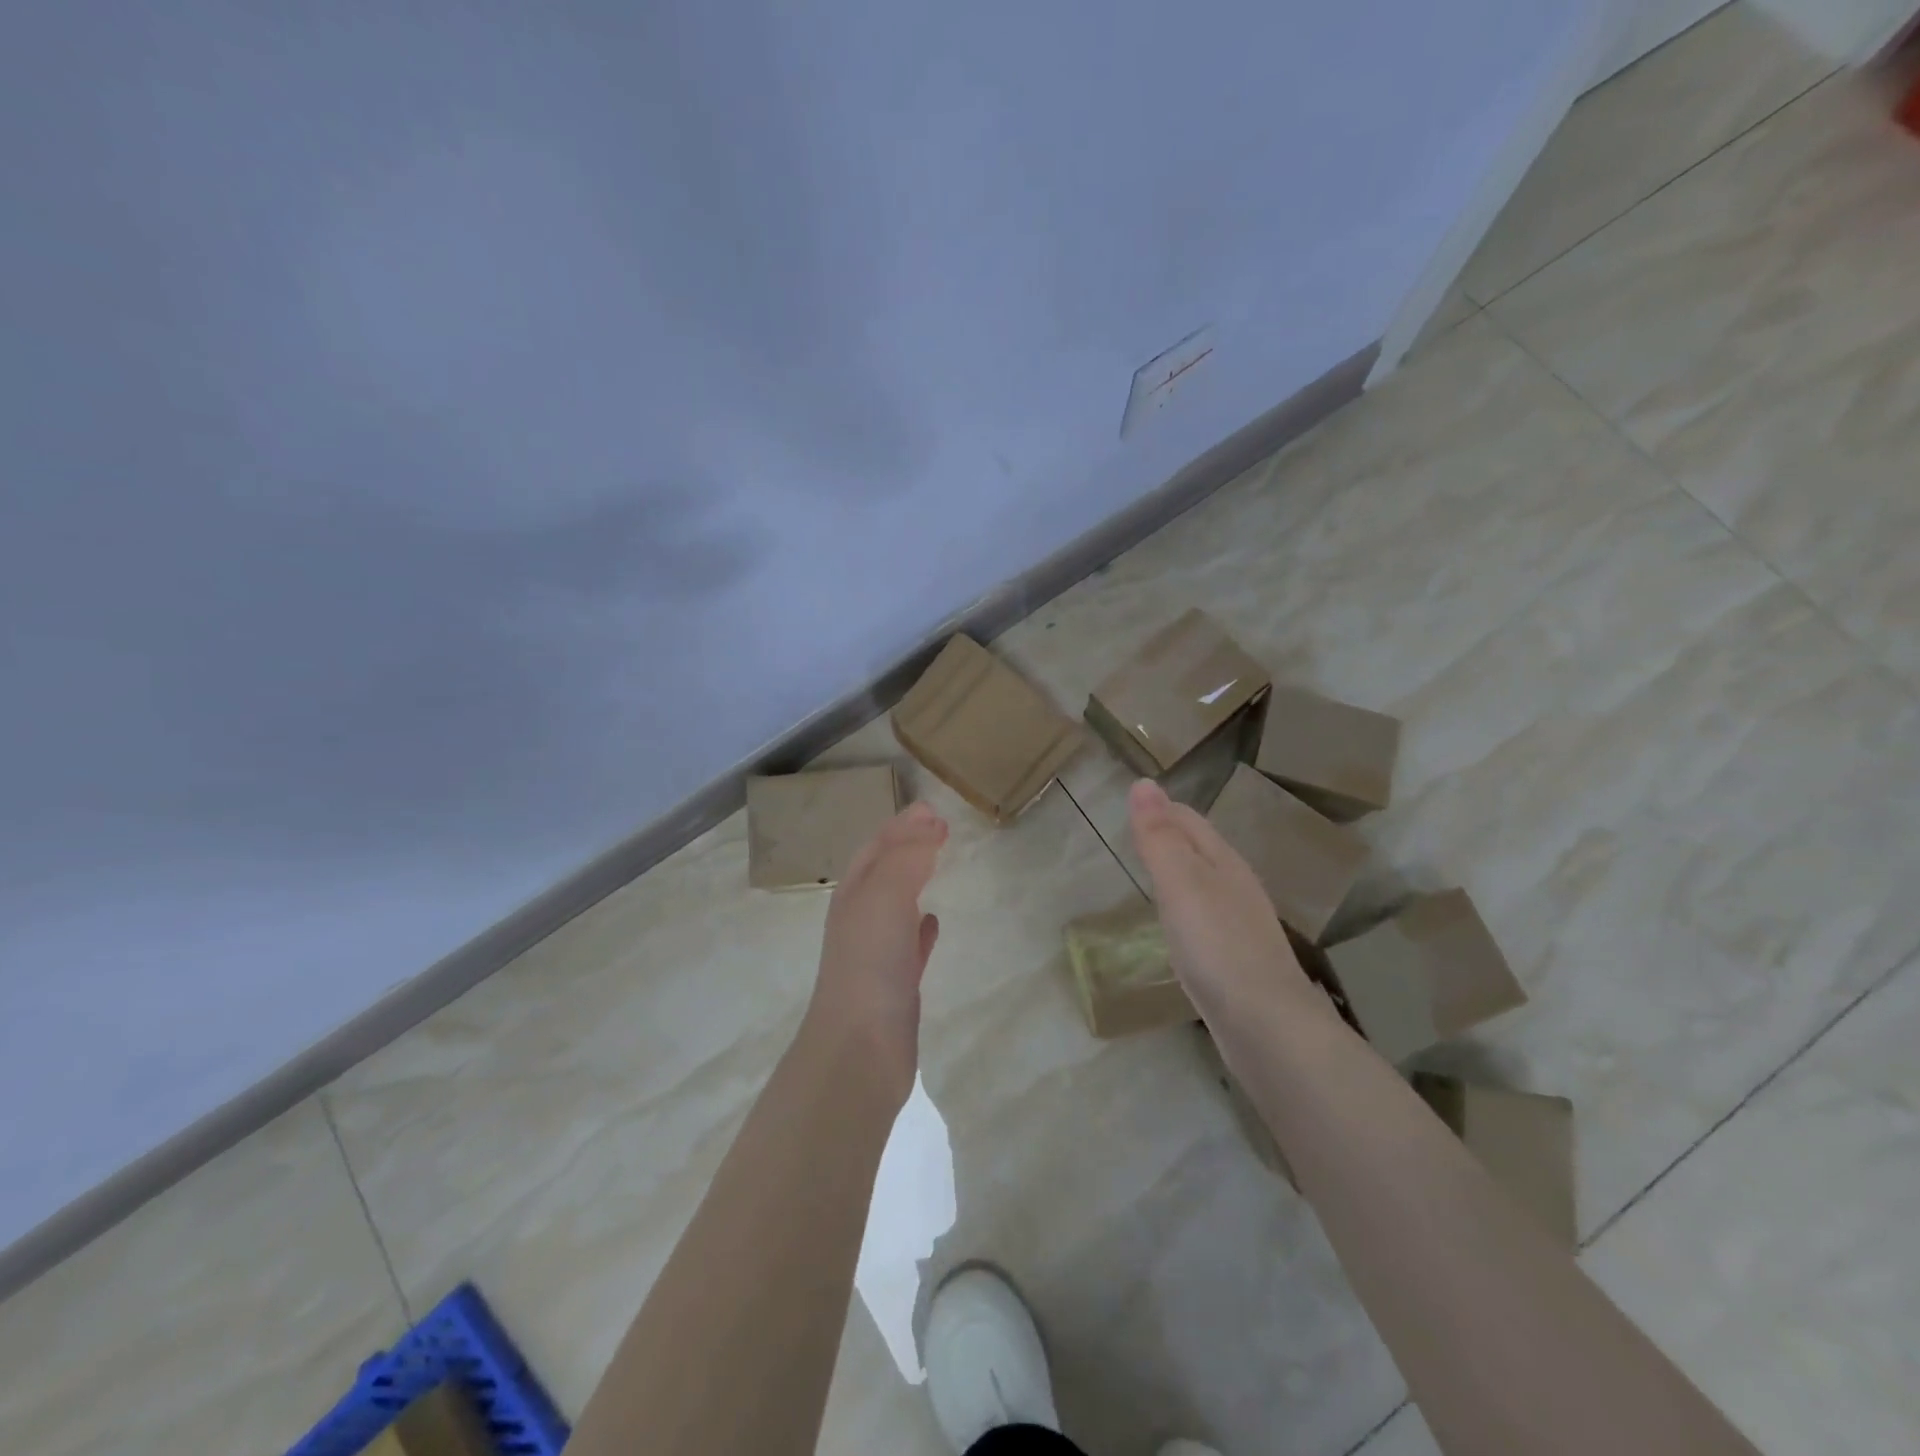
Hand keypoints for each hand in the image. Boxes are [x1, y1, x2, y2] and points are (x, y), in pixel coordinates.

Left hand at [805, 801, 947, 1104]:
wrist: (860, 1048)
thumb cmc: (870, 963)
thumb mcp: (886, 896)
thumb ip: (908, 856)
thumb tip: (929, 823)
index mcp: (854, 895)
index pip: (877, 847)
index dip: (902, 826)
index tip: (932, 809)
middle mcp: (861, 919)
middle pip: (883, 872)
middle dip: (906, 847)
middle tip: (938, 829)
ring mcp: (877, 954)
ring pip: (895, 906)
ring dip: (913, 882)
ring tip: (937, 865)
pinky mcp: (896, 985)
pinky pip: (910, 944)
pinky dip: (921, 927)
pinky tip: (934, 923)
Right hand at [1127, 779, 1321, 1026]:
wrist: (1266, 1026)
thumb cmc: (1217, 946)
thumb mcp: (1180, 883)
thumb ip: (1159, 836)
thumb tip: (1142, 782)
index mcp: (1224, 862)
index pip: (1189, 820)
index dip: (1161, 808)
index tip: (1131, 804)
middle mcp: (1237, 887)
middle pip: (1200, 849)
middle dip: (1170, 836)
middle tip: (1134, 835)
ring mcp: (1240, 925)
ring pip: (1204, 884)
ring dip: (1178, 872)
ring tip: (1150, 873)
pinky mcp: (1237, 960)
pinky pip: (1205, 919)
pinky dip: (1185, 909)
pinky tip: (1176, 927)